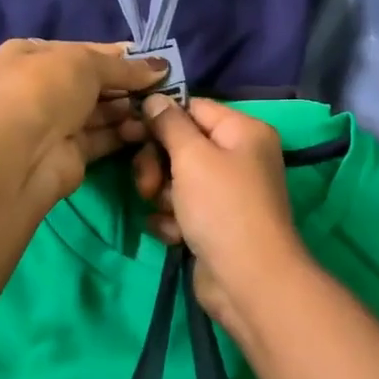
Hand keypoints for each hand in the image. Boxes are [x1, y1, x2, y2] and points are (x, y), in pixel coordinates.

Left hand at [0, 39, 163, 203]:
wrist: (23, 152)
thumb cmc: (46, 89)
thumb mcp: (85, 63)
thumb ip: (125, 66)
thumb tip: (161, 66)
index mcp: (33, 54)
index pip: (84, 50)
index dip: (120, 55)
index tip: (154, 60)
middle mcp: (42, 87)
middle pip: (94, 83)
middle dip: (129, 84)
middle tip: (166, 86)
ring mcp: (55, 121)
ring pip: (101, 112)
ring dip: (130, 109)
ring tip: (160, 107)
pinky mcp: (71, 152)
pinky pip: (104, 137)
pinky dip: (125, 132)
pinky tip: (148, 128)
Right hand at [133, 95, 314, 333]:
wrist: (248, 280)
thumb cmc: (222, 207)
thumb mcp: (192, 157)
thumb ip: (169, 124)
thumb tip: (155, 98)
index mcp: (243, 132)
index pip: (193, 108)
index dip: (161, 118)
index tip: (130, 131)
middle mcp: (239, 158)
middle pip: (182, 145)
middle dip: (157, 164)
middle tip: (147, 185)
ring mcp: (227, 193)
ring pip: (177, 180)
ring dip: (162, 196)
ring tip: (166, 213)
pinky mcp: (215, 224)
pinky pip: (182, 210)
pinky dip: (173, 221)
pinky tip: (174, 235)